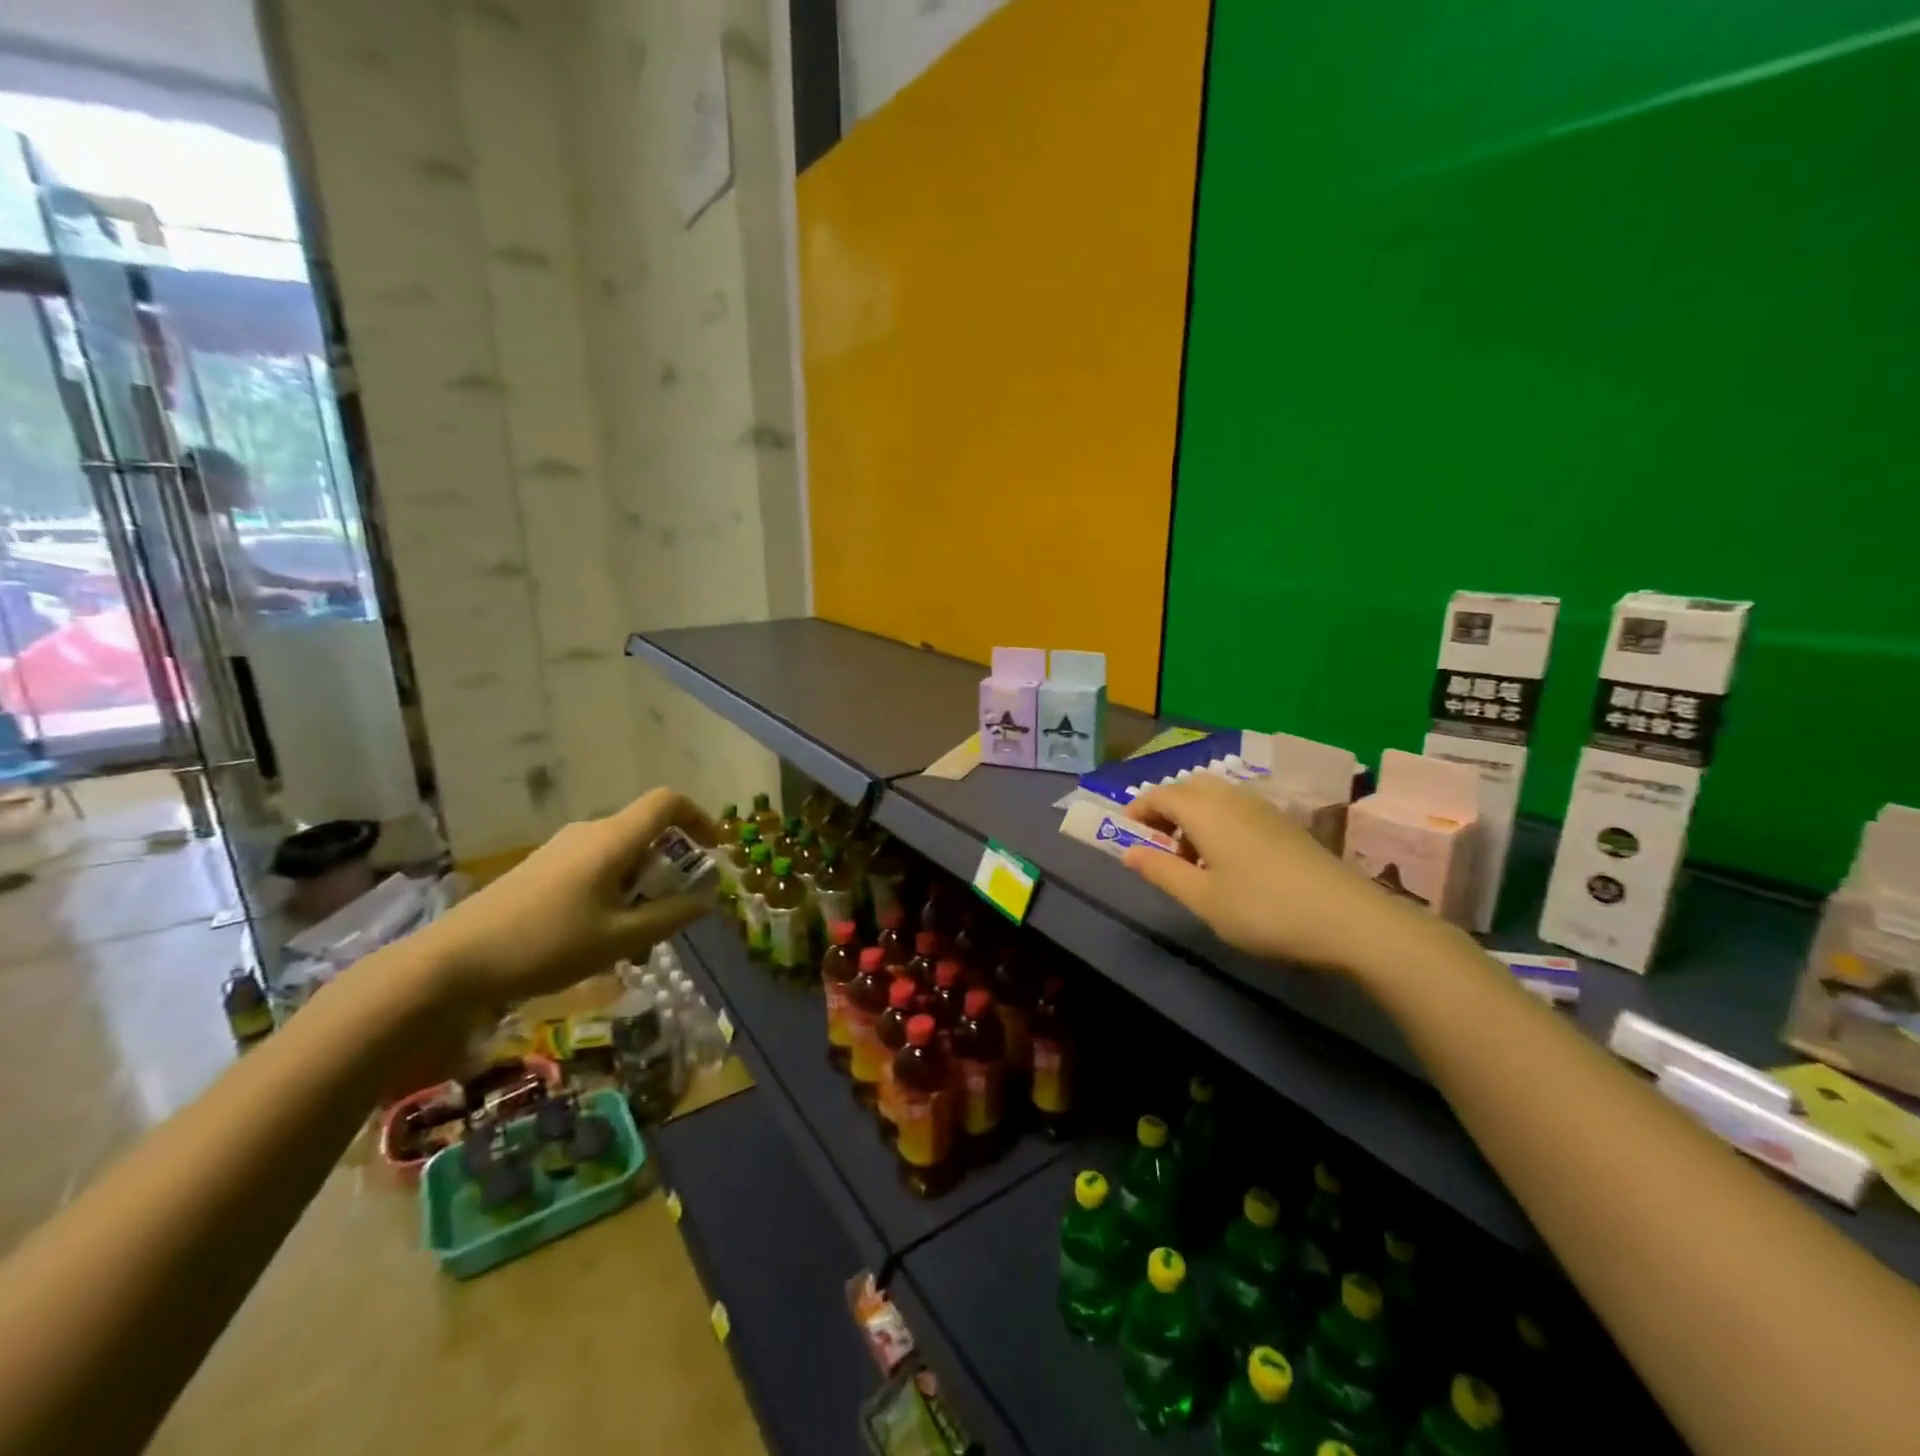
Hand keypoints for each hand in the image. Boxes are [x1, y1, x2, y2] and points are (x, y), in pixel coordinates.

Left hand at [413, 788, 717, 1009]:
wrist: (451, 962)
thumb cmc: (547, 945)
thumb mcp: (621, 938)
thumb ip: (672, 915)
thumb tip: (708, 897)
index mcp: (612, 839)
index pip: (667, 802)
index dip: (699, 817)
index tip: (713, 850)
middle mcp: (589, 832)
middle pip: (646, 830)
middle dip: (671, 863)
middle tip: (677, 908)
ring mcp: (561, 848)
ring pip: (620, 853)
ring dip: (642, 883)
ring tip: (639, 934)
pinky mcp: (541, 868)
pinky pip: (595, 866)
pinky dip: (616, 889)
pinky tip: (601, 934)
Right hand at [1120, 774, 1437, 976]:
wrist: (1350, 920)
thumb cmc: (1264, 911)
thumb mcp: (1203, 899)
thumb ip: (1162, 871)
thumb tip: (1128, 852)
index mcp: (1206, 812)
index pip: (1161, 794)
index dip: (1139, 809)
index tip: (1126, 834)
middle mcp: (1233, 800)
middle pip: (1189, 788)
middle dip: (1167, 809)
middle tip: (1161, 846)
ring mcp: (1265, 810)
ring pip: (1217, 797)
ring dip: (1195, 817)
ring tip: (1194, 859)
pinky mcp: (1287, 825)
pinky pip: (1239, 809)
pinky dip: (1221, 823)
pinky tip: (1231, 862)